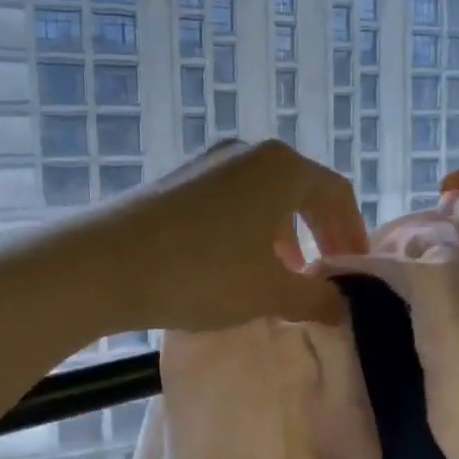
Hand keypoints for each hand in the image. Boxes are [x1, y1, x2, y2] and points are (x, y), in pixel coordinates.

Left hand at [107, 139, 367, 329]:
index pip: (336, 194)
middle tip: (324, 273)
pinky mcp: (176, 179)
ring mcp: (208, 161)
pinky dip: (248, 229)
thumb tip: (342, 306)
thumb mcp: (269, 292)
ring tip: (281, 274)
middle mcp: (248, 152)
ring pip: (263, 196)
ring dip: (283, 234)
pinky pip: (230, 200)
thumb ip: (316, 299)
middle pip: (300, 190)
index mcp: (282, 167)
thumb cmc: (202, 272)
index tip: (354, 270)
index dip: (352, 233)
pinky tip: (234, 264)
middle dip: (318, 233)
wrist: (104, 263)